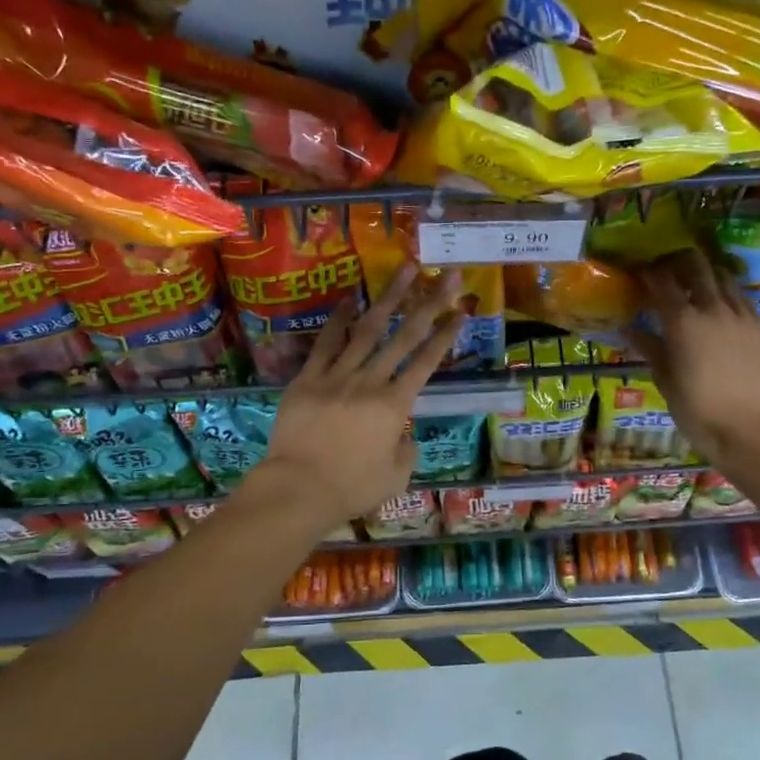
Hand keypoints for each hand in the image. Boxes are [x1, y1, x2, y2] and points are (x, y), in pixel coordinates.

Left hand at [246, 264, 464, 526]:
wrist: (298, 489)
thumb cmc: (351, 488)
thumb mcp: (396, 477)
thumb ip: (407, 450)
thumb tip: (403, 435)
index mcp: (395, 406)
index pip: (427, 362)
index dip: (446, 335)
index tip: (461, 310)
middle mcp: (371, 382)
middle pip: (404, 336)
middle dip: (429, 303)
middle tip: (446, 275)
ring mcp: (337, 376)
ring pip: (368, 329)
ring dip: (390, 297)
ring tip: (406, 270)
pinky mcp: (308, 378)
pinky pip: (326, 343)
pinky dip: (339, 319)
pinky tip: (351, 298)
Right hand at [630, 250, 759, 467]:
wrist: (752, 431)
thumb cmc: (698, 411)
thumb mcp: (665, 380)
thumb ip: (649, 347)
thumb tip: (628, 328)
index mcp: (683, 321)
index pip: (662, 280)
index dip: (648, 272)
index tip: (639, 272)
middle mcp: (714, 308)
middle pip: (697, 266)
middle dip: (680, 262)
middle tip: (669, 271)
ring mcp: (744, 316)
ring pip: (725, 277)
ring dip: (708, 276)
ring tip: (698, 286)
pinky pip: (744, 300)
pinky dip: (729, 296)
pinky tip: (724, 311)